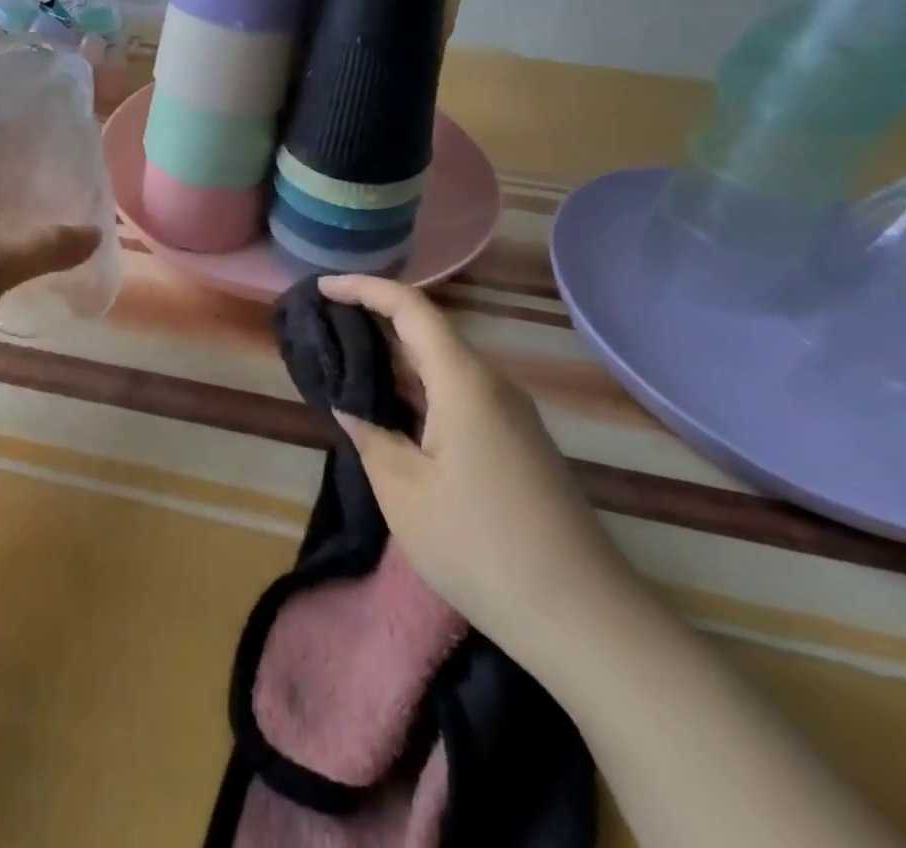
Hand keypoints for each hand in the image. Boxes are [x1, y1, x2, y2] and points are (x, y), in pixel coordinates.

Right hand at [318, 273, 645, 665]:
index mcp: (463, 380)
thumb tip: (350, 405)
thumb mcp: (404, 491)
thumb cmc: (481, 546)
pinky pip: (458, 392)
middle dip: (374, 318)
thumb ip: (371, 436)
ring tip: (346, 360)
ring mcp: (509, 413)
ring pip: (442, 363)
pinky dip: (417, 386)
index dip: (363, 288)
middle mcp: (490, 383)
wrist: (585, 618)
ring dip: (395, 356)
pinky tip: (392, 408)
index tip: (321, 287)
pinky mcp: (515, 442)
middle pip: (427, 329)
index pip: (410, 306)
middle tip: (323, 324)